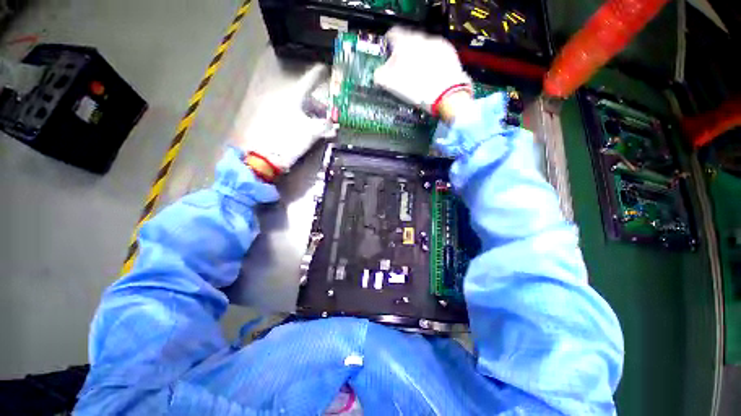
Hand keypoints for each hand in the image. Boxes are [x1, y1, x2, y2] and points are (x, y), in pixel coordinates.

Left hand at [234, 63, 332, 179]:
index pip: (309, 80)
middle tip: (328, 113)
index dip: (319, 74)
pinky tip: (308, 128)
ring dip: (311, 113)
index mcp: (293, 96)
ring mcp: (276, 108)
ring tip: (320, 125)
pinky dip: (302, 119)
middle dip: (319, 104)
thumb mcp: (311, 132)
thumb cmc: (288, 141)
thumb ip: (325, 126)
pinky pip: (291, 114)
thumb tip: (335, 124)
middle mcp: (283, 98)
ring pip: (298, 106)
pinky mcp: (272, 120)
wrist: (263, 157)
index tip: (326, 68)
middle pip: (305, 96)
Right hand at [374, 27, 472, 118]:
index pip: (392, 35)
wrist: (447, 96)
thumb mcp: (395, 86)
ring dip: (417, 56)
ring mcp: (436, 43)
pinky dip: (430, 58)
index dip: (389, 44)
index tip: (389, 52)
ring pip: (421, 45)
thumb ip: (382, 76)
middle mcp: (420, 39)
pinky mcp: (447, 50)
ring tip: (418, 73)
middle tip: (403, 70)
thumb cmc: (420, 91)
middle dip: (404, 53)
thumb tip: (377, 74)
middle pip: (407, 41)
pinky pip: (435, 50)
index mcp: (405, 45)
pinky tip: (430, 72)